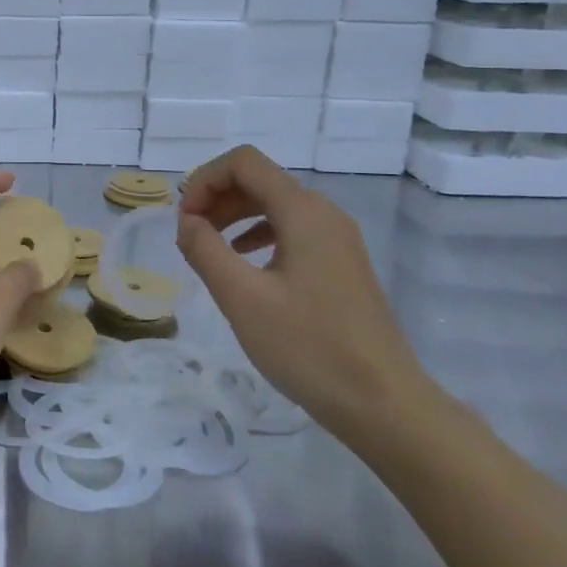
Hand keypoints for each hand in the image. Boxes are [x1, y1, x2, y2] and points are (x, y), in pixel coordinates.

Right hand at [176, 146, 435, 446]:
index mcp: (303, 212)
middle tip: (188, 234)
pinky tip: (243, 264)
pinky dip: (257, 235)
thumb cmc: (308, 346)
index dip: (204, 179)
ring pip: (275, 205)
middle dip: (216, 197)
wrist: (383, 404)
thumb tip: (187, 221)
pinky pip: (291, 230)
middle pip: (259, 180)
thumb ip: (205, 250)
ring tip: (207, 248)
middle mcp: (324, 214)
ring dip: (234, 216)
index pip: (244, 163)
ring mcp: (337, 240)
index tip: (184, 219)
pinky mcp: (341, 265)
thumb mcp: (241, 297)